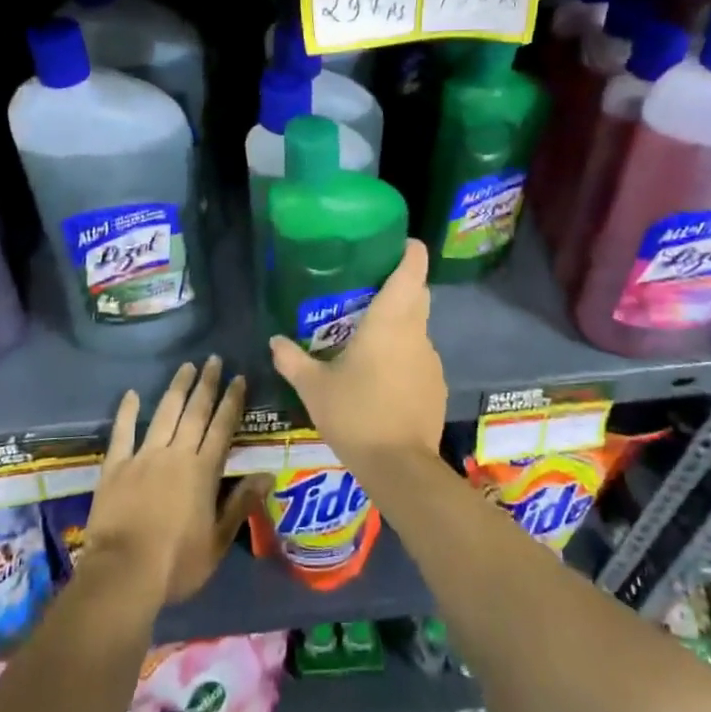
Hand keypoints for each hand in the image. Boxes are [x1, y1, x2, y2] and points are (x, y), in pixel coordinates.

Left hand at [82, 356, 264, 608]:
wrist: (123, 573)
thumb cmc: (177, 564)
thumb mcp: (218, 541)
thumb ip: (241, 504)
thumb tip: (267, 475)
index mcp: (202, 471)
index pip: (222, 427)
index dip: (232, 401)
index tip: (238, 378)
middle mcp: (176, 454)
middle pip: (195, 412)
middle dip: (207, 384)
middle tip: (213, 359)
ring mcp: (143, 456)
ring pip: (164, 413)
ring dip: (176, 388)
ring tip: (186, 367)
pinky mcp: (116, 466)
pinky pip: (122, 432)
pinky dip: (127, 412)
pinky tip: (131, 394)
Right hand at [268, 239, 446, 472]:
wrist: (399, 467)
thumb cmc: (355, 414)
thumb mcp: (314, 387)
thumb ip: (292, 360)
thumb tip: (274, 340)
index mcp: (390, 322)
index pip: (411, 271)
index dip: (410, 252)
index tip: (400, 244)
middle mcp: (416, 333)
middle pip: (417, 295)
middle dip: (400, 285)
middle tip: (368, 290)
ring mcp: (431, 361)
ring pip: (417, 329)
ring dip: (399, 325)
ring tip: (367, 338)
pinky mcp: (436, 386)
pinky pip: (419, 358)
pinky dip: (403, 357)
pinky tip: (381, 378)